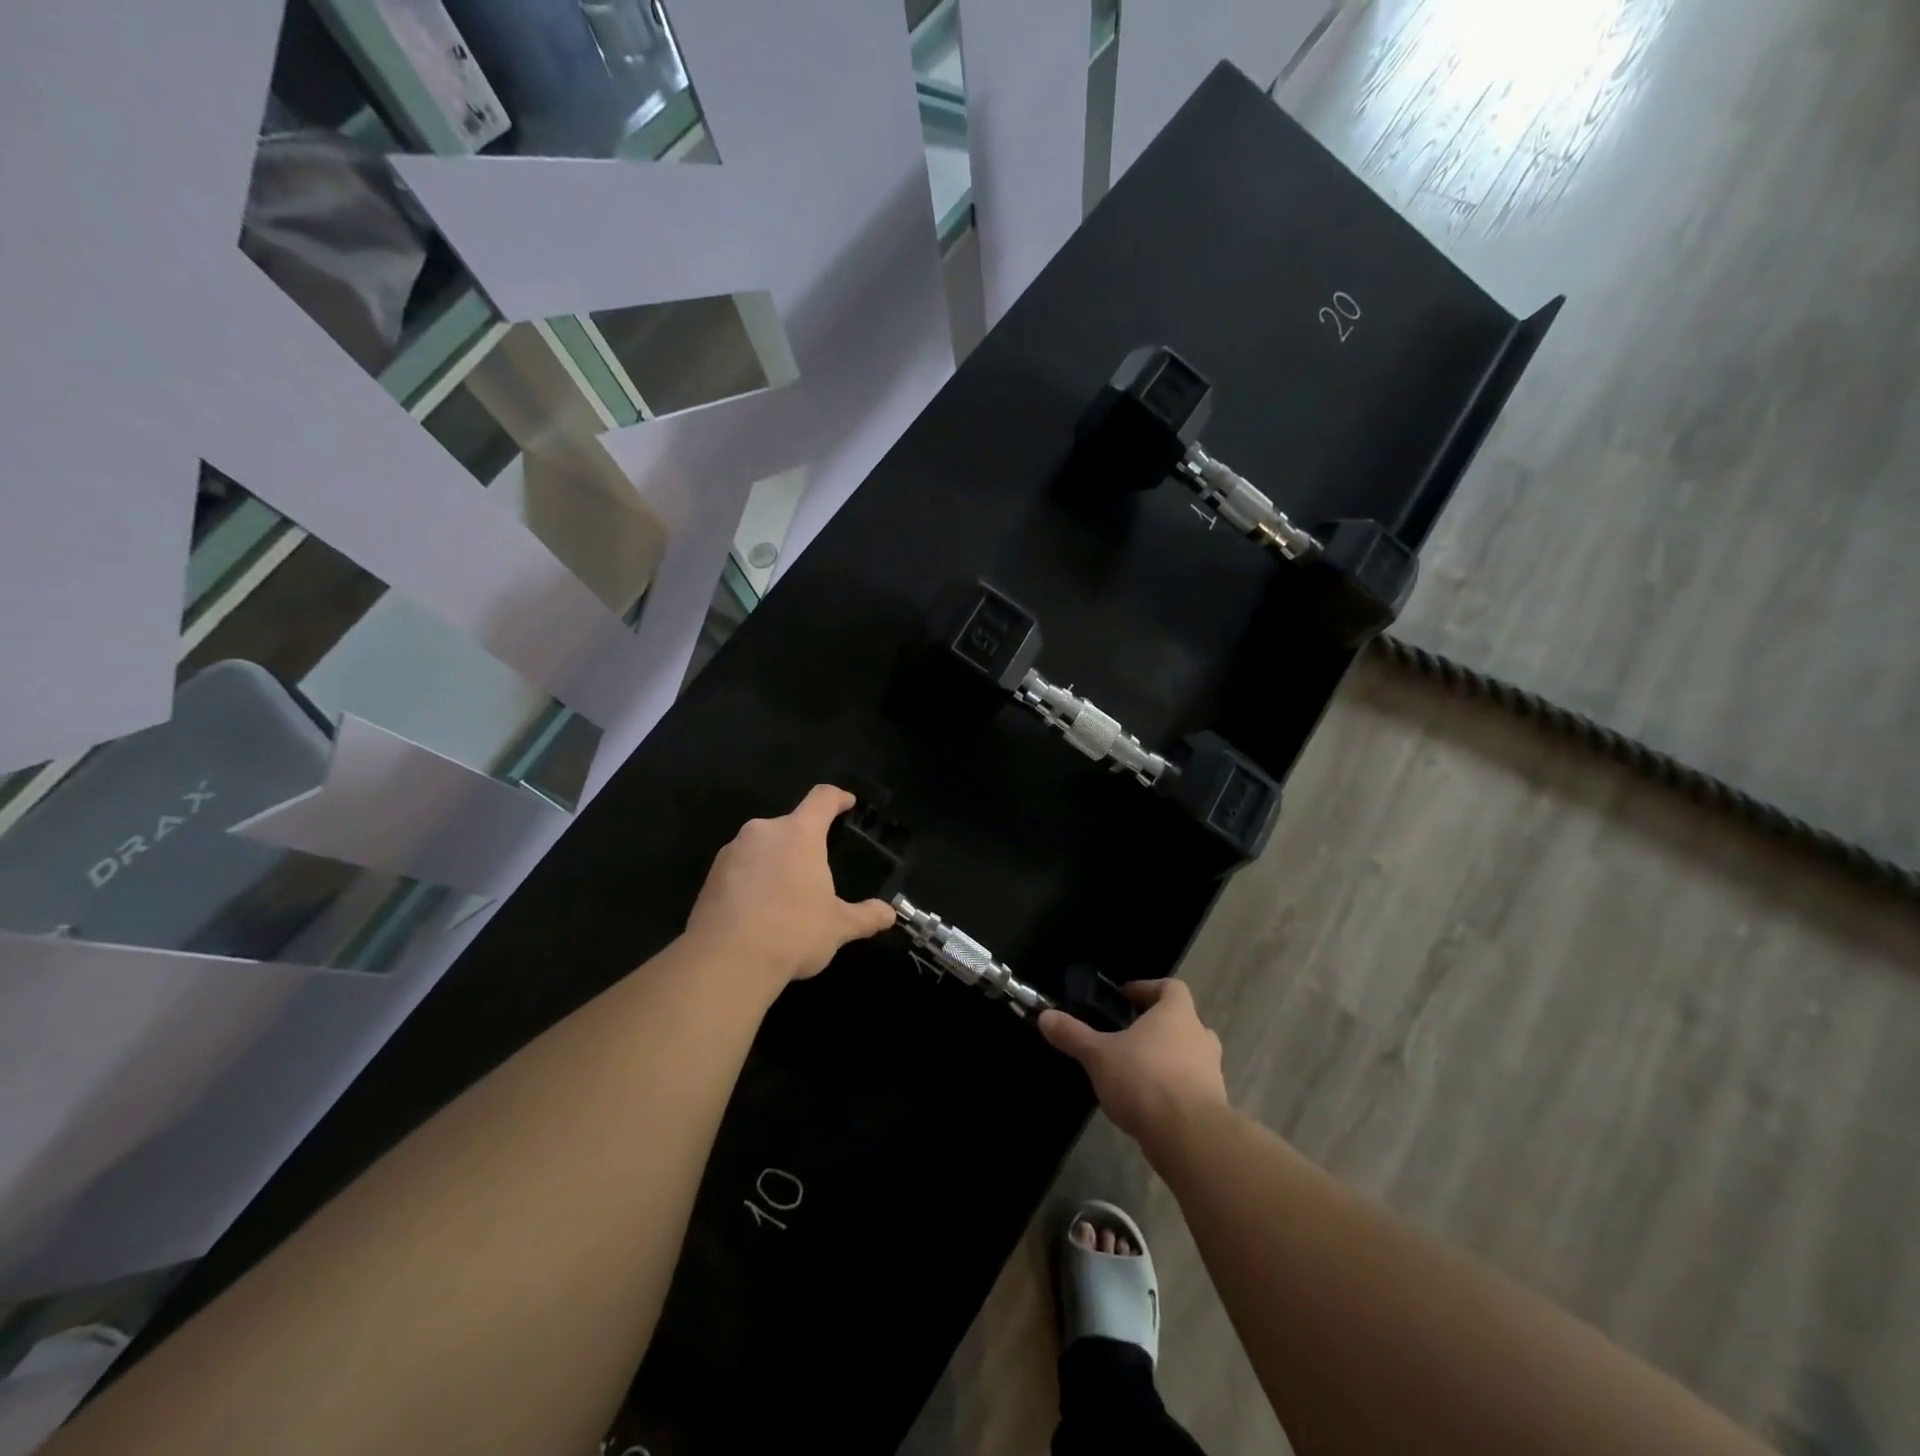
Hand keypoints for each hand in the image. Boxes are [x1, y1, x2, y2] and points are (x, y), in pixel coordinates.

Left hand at [684, 785, 895, 993]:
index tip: (847, 803)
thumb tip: (889, 915)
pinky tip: (759, 913)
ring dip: (775, 862)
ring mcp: (732, 852)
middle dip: (803, 843)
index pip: (822, 799)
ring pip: (761, 847)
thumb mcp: (838, 927)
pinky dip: (752, 882)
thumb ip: (865, 916)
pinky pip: (739, 869)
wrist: (725, 961)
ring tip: (785, 898)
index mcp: (799, 834)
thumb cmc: (793, 932)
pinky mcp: (710, 877)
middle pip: (789, 826)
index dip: (837, 798)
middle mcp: (763, 832)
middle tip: (815, 872)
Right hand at [1039, 980, 1226, 1147]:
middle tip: (1129, 1035)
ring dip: (1168, 1058)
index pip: (1170, 987)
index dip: (1147, 988)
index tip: (1125, 998)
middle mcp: (1200, 1036)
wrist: (1190, 1137)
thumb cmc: (1144, 1080)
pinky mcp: (1214, 1104)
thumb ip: (1073, 1035)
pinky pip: (1193, 1086)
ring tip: (1137, 1071)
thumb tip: (1045, 1016)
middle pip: (1182, 1020)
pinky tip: (1149, 1103)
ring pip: (1190, 1054)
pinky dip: (1174, 1088)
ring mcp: (1212, 1071)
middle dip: (1157, 1026)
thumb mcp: (1099, 1055)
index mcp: (1176, 1014)